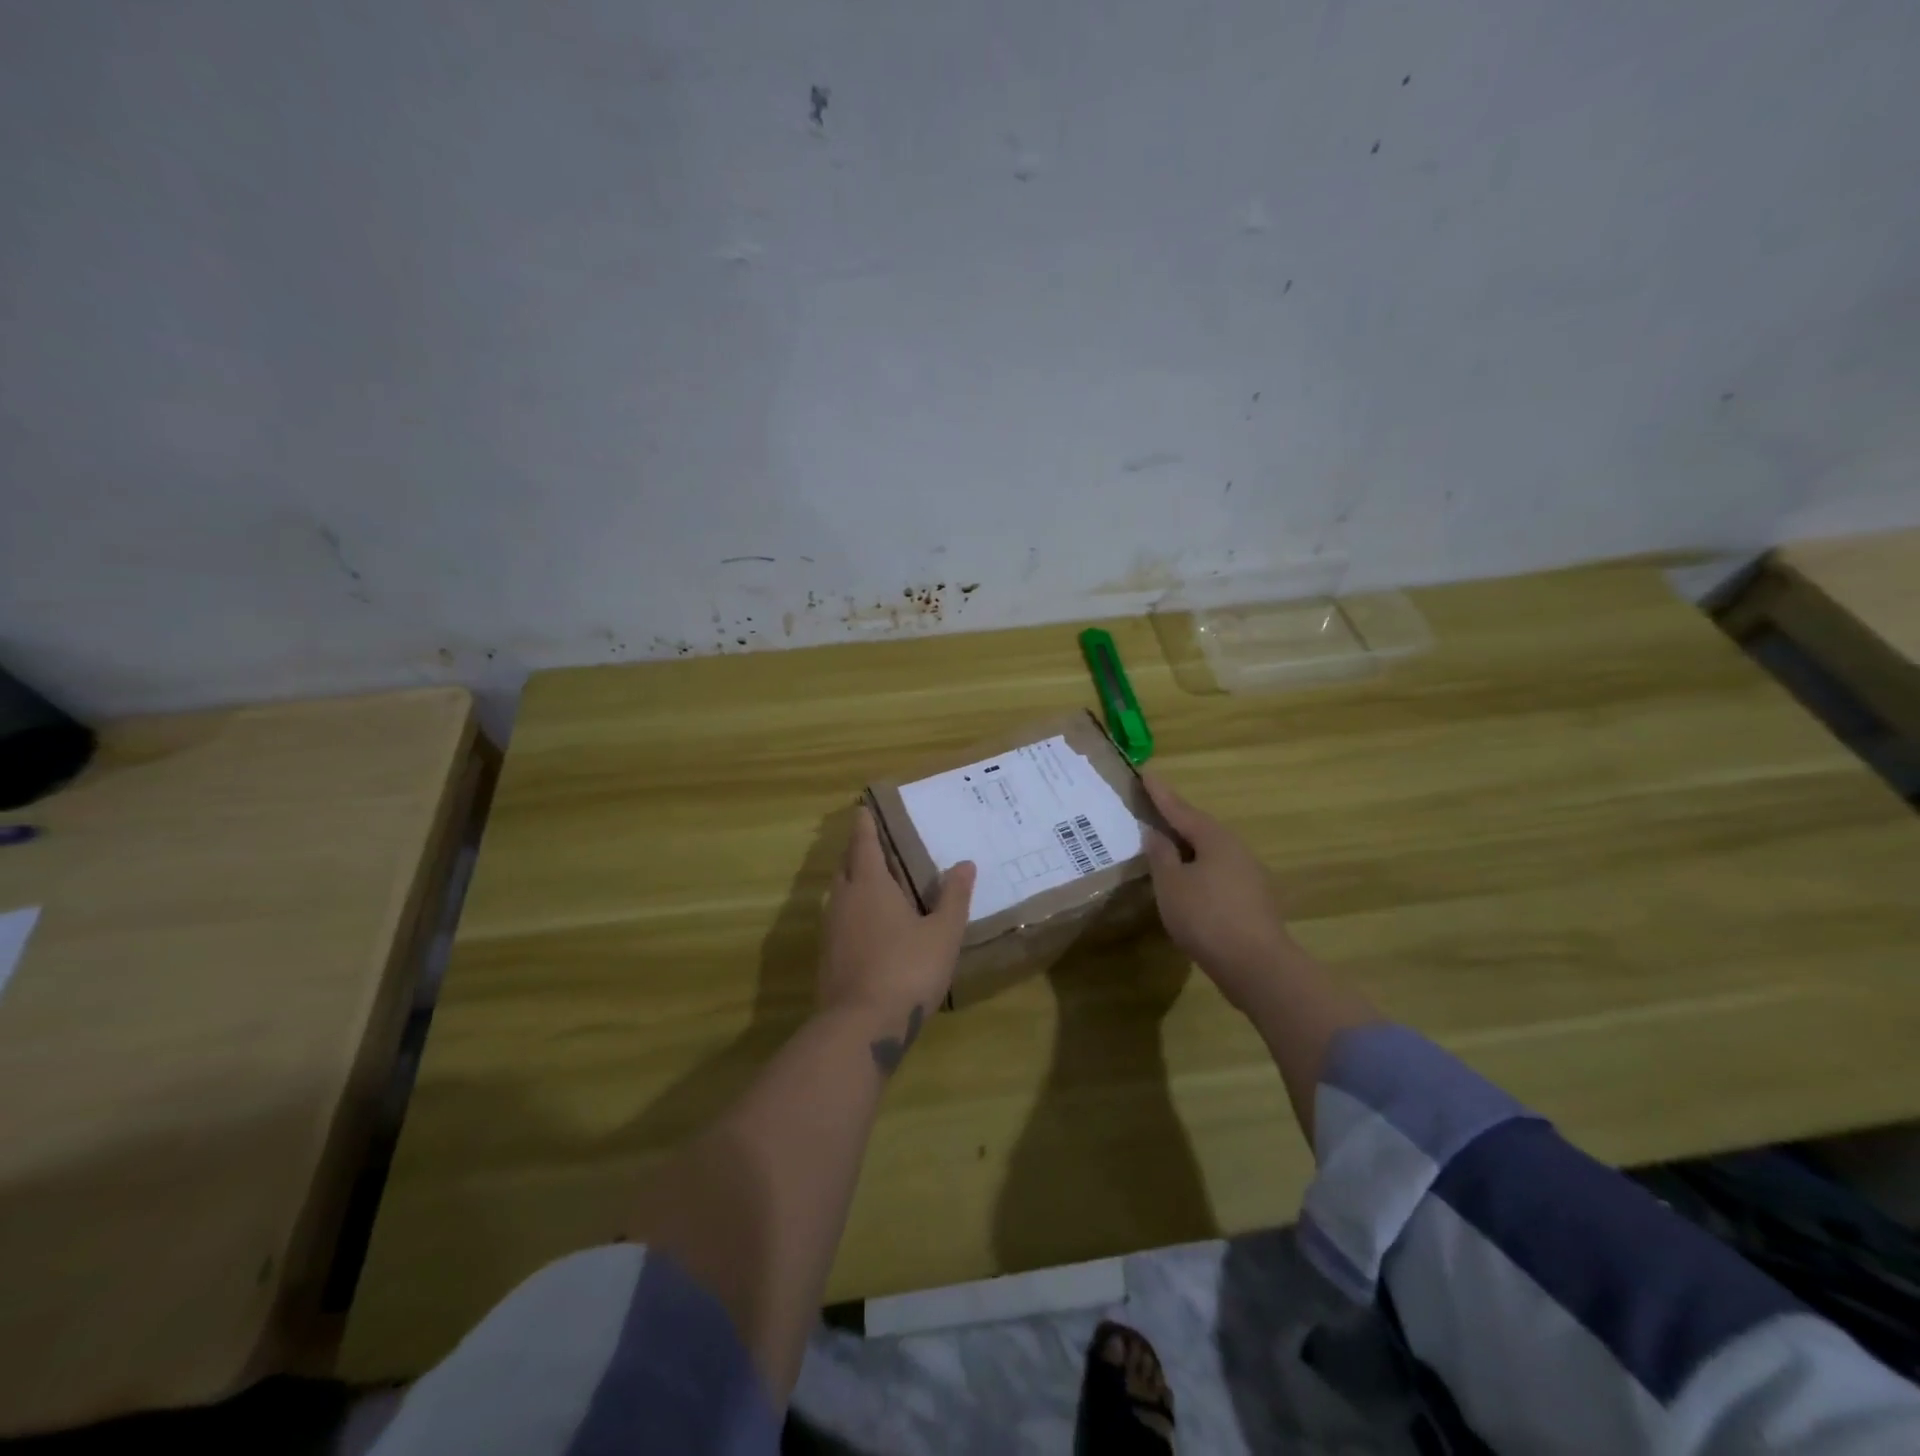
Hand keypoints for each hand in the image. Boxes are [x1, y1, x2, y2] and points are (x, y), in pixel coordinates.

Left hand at [820, 805, 975, 1038]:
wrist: (860, 1026)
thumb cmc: (907, 970)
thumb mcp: (942, 933)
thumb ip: (953, 897)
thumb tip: (965, 864)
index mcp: (870, 884)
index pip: (864, 843)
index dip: (865, 825)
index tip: (863, 809)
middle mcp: (844, 899)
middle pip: (846, 865)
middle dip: (857, 851)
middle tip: (875, 844)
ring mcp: (830, 929)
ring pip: (838, 894)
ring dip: (852, 881)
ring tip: (875, 882)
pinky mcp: (827, 956)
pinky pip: (838, 919)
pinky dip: (851, 911)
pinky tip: (868, 926)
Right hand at [1140, 773, 1296, 1012]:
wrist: (1257, 966)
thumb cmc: (1207, 918)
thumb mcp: (1172, 885)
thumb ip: (1161, 855)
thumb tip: (1155, 832)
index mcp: (1215, 839)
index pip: (1180, 809)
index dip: (1160, 794)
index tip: (1146, 773)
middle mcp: (1236, 850)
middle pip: (1200, 829)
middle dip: (1177, 820)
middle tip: (1154, 809)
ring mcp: (1249, 876)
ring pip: (1211, 853)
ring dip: (1189, 848)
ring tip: (1167, 848)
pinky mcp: (1253, 901)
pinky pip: (1219, 874)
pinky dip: (1199, 871)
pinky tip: (1189, 884)